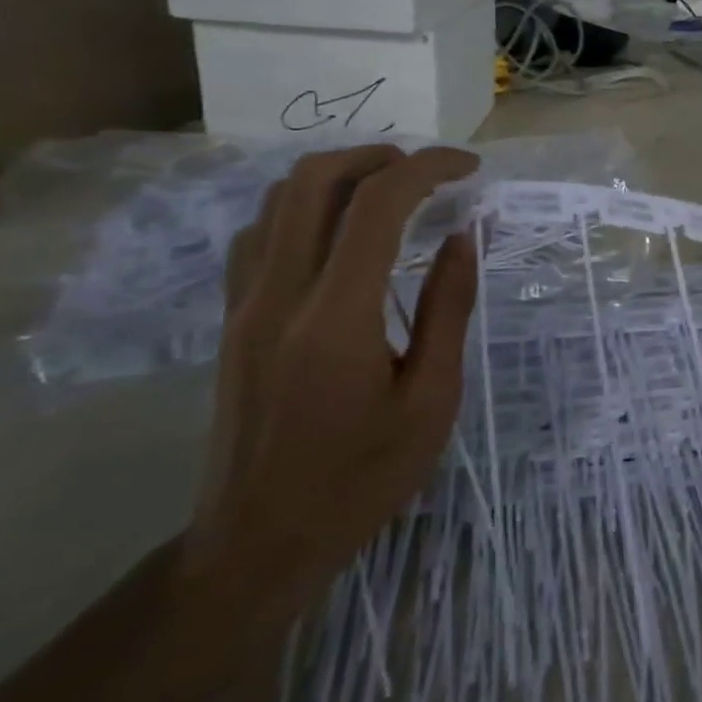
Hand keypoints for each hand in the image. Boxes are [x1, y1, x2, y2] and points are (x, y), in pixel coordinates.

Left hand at [180, 145, 480, 632]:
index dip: (428, 169)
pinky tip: (338, 232)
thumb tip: (465, 237)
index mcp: (335, 317)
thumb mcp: (431, 401)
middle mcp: (279, 295)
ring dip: (339, 176)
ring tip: (392, 191)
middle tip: (428, 171)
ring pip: (278, 200)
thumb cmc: (360, 479)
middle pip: (313, 181)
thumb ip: (448, 309)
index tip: (470, 168)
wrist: (257, 545)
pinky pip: (259, 234)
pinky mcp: (231, 320)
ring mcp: (244, 305)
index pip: (378, 205)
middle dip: (378, 156)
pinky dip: (304, 208)